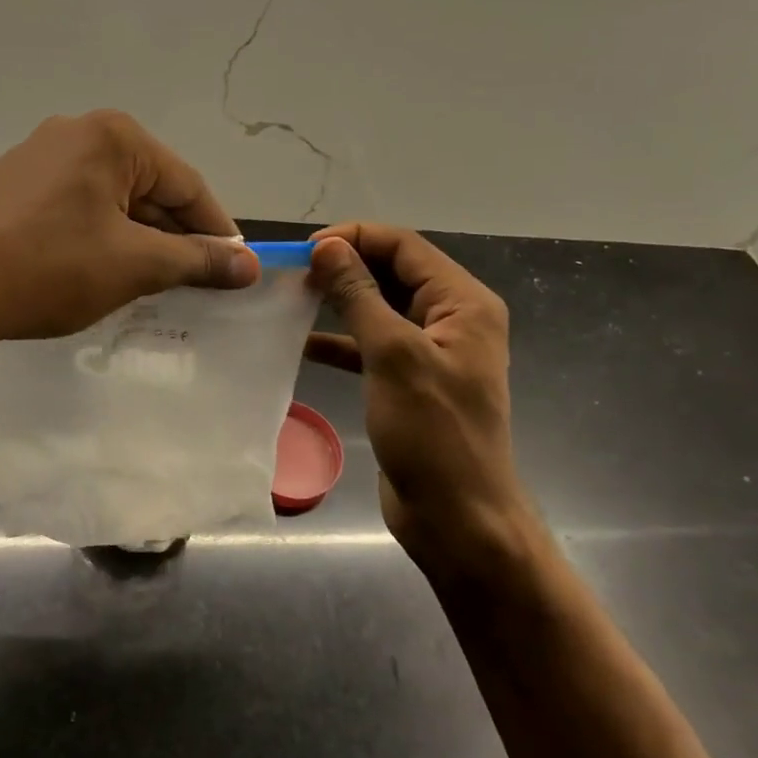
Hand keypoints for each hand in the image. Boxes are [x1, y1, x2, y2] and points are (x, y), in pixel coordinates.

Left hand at [0, 110, 258, 348]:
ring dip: (138, 238)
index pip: (187, 184)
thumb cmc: (51, 268)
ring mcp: (37, 157)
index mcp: (113, 136)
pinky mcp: (11, 186)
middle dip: (175, 236)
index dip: (217, 231)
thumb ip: (198, 260)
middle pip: (149, 187)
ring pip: (112, 199)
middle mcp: (75, 132)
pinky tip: (101, 270)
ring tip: (152, 282)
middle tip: (196, 281)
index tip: (236, 269)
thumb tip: (249, 266)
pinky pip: (76, 206)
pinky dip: (100, 235)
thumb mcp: (136, 265)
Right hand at [305, 224, 542, 586]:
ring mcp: (431, 351)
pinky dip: (341, 342)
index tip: (306, 250)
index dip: (355, 238)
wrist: (457, 519)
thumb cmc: (433, 433)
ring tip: (293, 298)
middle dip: (346, 267)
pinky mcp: (410, 381)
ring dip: (340, 301)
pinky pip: (373, 346)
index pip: (405, 246)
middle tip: (294, 274)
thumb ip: (360, 295)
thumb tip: (327, 246)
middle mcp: (452, 319)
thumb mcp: (393, 355)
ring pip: (380, 308)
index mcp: (463, 303)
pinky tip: (303, 344)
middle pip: (393, 272)